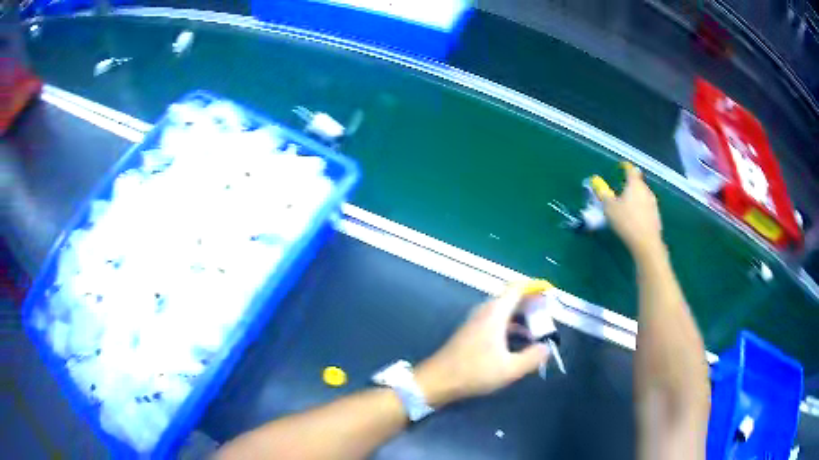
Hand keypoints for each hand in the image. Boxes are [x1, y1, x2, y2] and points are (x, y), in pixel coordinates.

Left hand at [414, 285, 550, 407]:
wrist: (437, 381)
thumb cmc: (475, 372)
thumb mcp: (510, 369)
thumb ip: (533, 357)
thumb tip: (546, 348)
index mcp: (495, 313)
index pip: (517, 288)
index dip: (534, 287)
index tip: (549, 294)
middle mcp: (485, 312)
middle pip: (512, 298)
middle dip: (531, 304)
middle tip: (548, 315)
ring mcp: (476, 322)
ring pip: (504, 312)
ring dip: (522, 318)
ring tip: (538, 331)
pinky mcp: (471, 333)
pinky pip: (496, 322)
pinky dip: (511, 327)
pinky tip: (519, 343)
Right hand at [598, 165, 664, 258]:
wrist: (646, 242)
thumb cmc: (626, 221)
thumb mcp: (609, 208)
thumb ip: (603, 194)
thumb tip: (597, 183)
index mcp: (634, 184)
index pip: (631, 170)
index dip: (626, 167)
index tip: (621, 167)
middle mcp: (646, 190)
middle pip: (638, 183)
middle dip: (630, 185)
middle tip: (621, 192)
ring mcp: (653, 203)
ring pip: (643, 196)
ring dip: (636, 198)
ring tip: (627, 207)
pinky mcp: (656, 216)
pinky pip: (647, 208)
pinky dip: (641, 210)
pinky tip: (635, 219)